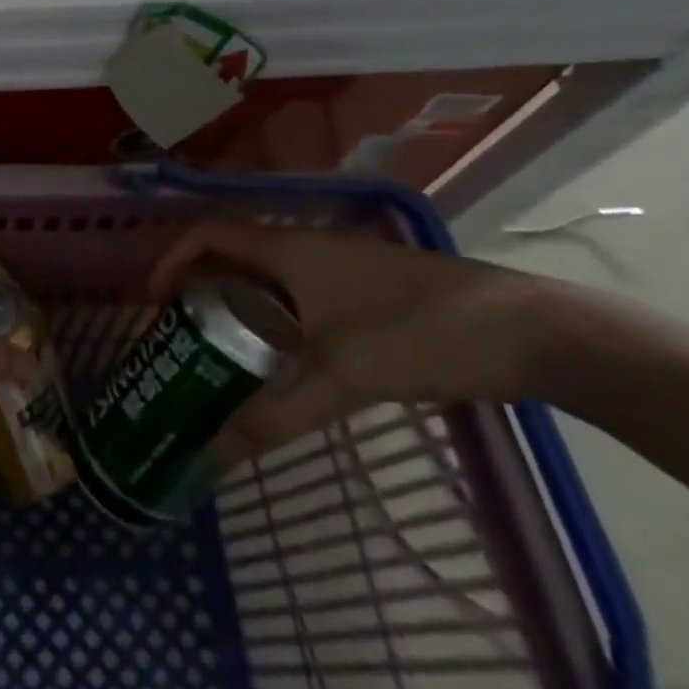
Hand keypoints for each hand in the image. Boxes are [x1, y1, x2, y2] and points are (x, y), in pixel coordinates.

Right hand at [148, 223, 549, 463]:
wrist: (535, 332)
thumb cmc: (423, 330)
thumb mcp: (341, 375)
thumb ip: (275, 414)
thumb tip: (213, 452)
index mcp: (291, 251)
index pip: (208, 236)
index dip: (171, 260)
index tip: (153, 303)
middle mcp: (309, 252)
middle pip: (232, 260)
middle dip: (197, 292)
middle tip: (177, 337)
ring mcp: (342, 274)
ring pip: (268, 284)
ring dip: (235, 311)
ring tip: (216, 356)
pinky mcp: (368, 298)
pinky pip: (299, 304)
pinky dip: (273, 326)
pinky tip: (278, 367)